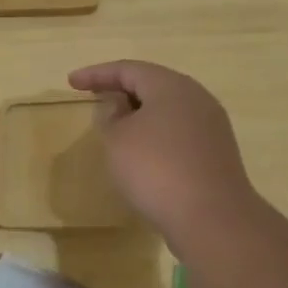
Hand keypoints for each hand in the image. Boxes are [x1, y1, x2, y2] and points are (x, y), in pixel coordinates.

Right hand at [67, 60, 260, 253]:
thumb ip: (111, 117)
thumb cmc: (156, 169)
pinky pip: (179, 130)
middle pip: (153, 84)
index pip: (128, 69)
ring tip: (115, 124)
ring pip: (168, 108)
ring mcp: (211, 126)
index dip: (97, 74)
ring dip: (139, 112)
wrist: (211, 217)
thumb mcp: (118, 140)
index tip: (71, 82)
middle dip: (121, 89)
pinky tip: (142, 150)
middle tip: (94, 96)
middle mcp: (196, 98)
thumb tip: (120, 107)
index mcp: (171, 86)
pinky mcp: (216, 152)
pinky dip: (155, 132)